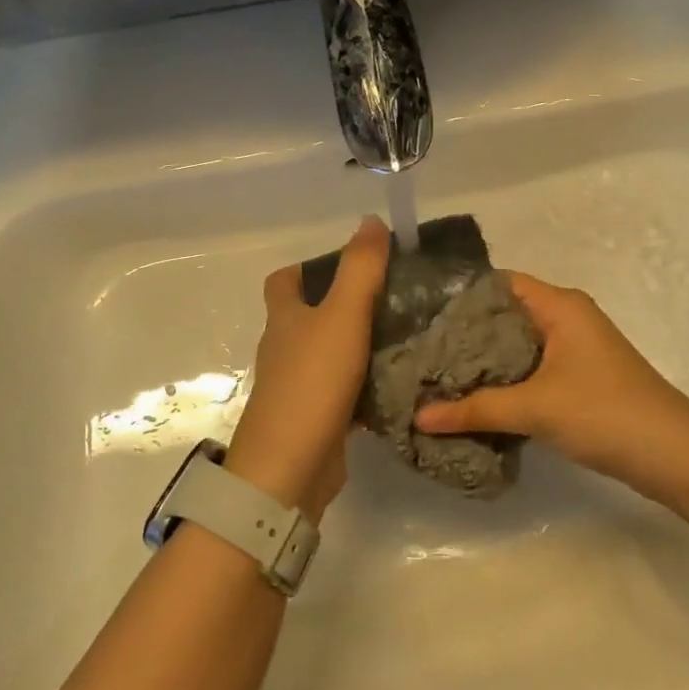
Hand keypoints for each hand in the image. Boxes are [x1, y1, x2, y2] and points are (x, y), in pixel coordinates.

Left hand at [224, 216, 389, 521]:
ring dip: (358, 346)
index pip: (283, 282)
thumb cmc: (312, 382)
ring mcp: (297, 387)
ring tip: (405, 336)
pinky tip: (397, 385)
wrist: (289, 469)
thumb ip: (360, 269)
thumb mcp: (342, 316)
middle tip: (393, 299)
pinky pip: (342, 394)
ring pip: (329, 356)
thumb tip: (371, 221)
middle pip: (309, 318)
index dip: (308, 268)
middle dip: (344, 306)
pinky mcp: (314, 420)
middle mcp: (285, 349)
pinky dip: (364, 387)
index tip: (349, 265)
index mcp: (284, 319)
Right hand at [416, 272, 688, 499]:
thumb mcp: (535, 408)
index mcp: (559, 305)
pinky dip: (506, 379)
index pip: (499, 283)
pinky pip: (532, 367)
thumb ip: (475, 409)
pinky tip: (476, 398)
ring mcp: (575, 348)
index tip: (421, 315)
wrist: (674, 455)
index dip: (461, 296)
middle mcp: (567, 317)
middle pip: (506, 314)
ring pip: (518, 344)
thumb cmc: (604, 412)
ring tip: (438, 375)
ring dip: (485, 360)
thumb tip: (419, 416)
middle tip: (420, 349)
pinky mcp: (579, 377)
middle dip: (466, 333)